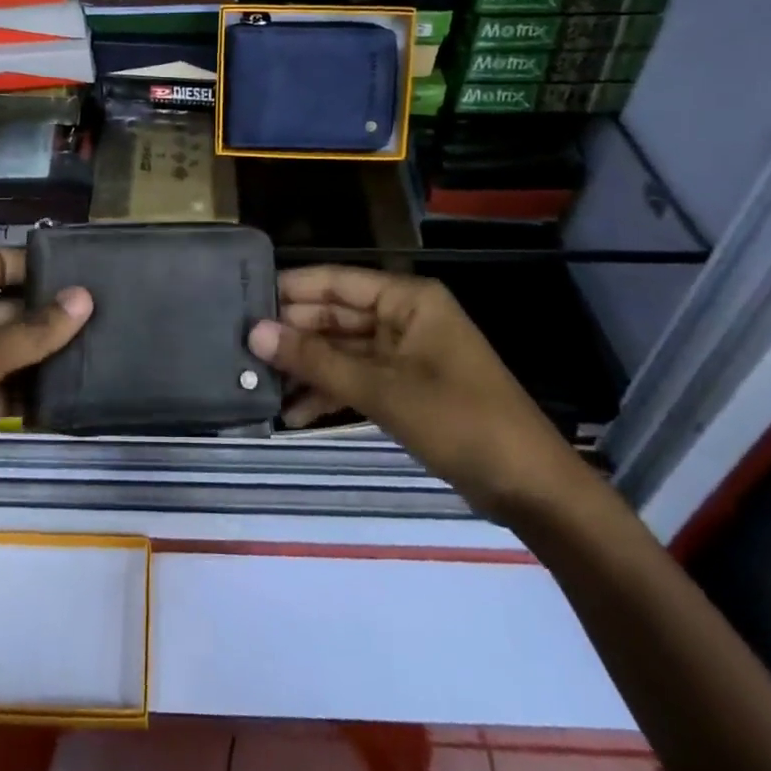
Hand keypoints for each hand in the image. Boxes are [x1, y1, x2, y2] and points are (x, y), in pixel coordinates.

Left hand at [0, 250, 91, 534]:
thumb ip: (31, 332)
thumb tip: (84, 297)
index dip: (35, 264)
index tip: (87, 271)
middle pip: (8, 308)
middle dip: (50, 313)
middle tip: (109, 315)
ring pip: (8, 352)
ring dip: (45, 354)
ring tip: (102, 351)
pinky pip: (2, 389)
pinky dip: (29, 393)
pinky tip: (71, 394)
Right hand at [249, 266, 589, 521]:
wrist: (531, 489)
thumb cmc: (460, 422)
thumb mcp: (383, 391)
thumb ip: (317, 361)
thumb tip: (255, 333)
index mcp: (406, 299)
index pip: (334, 281)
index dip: (289, 290)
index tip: (241, 301)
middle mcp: (402, 317)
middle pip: (334, 316)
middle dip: (292, 336)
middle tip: (240, 351)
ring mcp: (403, 354)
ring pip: (341, 350)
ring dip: (306, 368)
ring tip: (258, 386)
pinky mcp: (404, 388)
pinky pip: (356, 379)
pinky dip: (328, 394)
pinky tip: (293, 414)